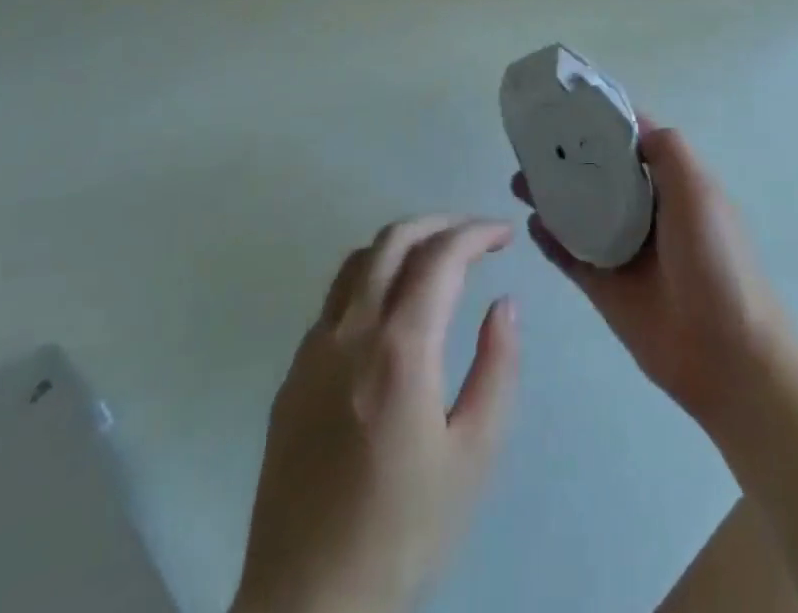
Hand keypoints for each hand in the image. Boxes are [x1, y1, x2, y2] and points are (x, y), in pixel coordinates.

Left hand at [233, 217, 518, 612]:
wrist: (307, 604)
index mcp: (399, 349)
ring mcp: (313, 349)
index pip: (440, 257)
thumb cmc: (403, 532)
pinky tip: (391, 307)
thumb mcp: (474, 457)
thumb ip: (497, 369)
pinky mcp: (292, 373)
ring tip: (436, 257)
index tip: (504, 234)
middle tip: (475, 235)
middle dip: (440, 223)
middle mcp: (351, 331)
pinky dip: (371, 276)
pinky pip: (335, 298)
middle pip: (393, 240)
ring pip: (357, 261)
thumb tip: (505, 303)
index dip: (476, 233)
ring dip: (401, 243)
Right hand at [512, 119, 791, 428]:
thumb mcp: (698, 189)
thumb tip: (632, 127)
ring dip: (551, 194)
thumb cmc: (714, 259)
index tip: (564, 103)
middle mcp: (645, 210)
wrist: (726, 353)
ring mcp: (623, 249)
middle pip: (598, 174)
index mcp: (671, 183)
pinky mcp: (604, 286)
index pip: (631, 140)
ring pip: (578, 212)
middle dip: (566, 157)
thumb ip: (666, 150)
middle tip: (529, 143)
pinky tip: (530, 223)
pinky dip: (549, 239)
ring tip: (518, 180)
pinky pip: (570, 255)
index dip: (600, 121)